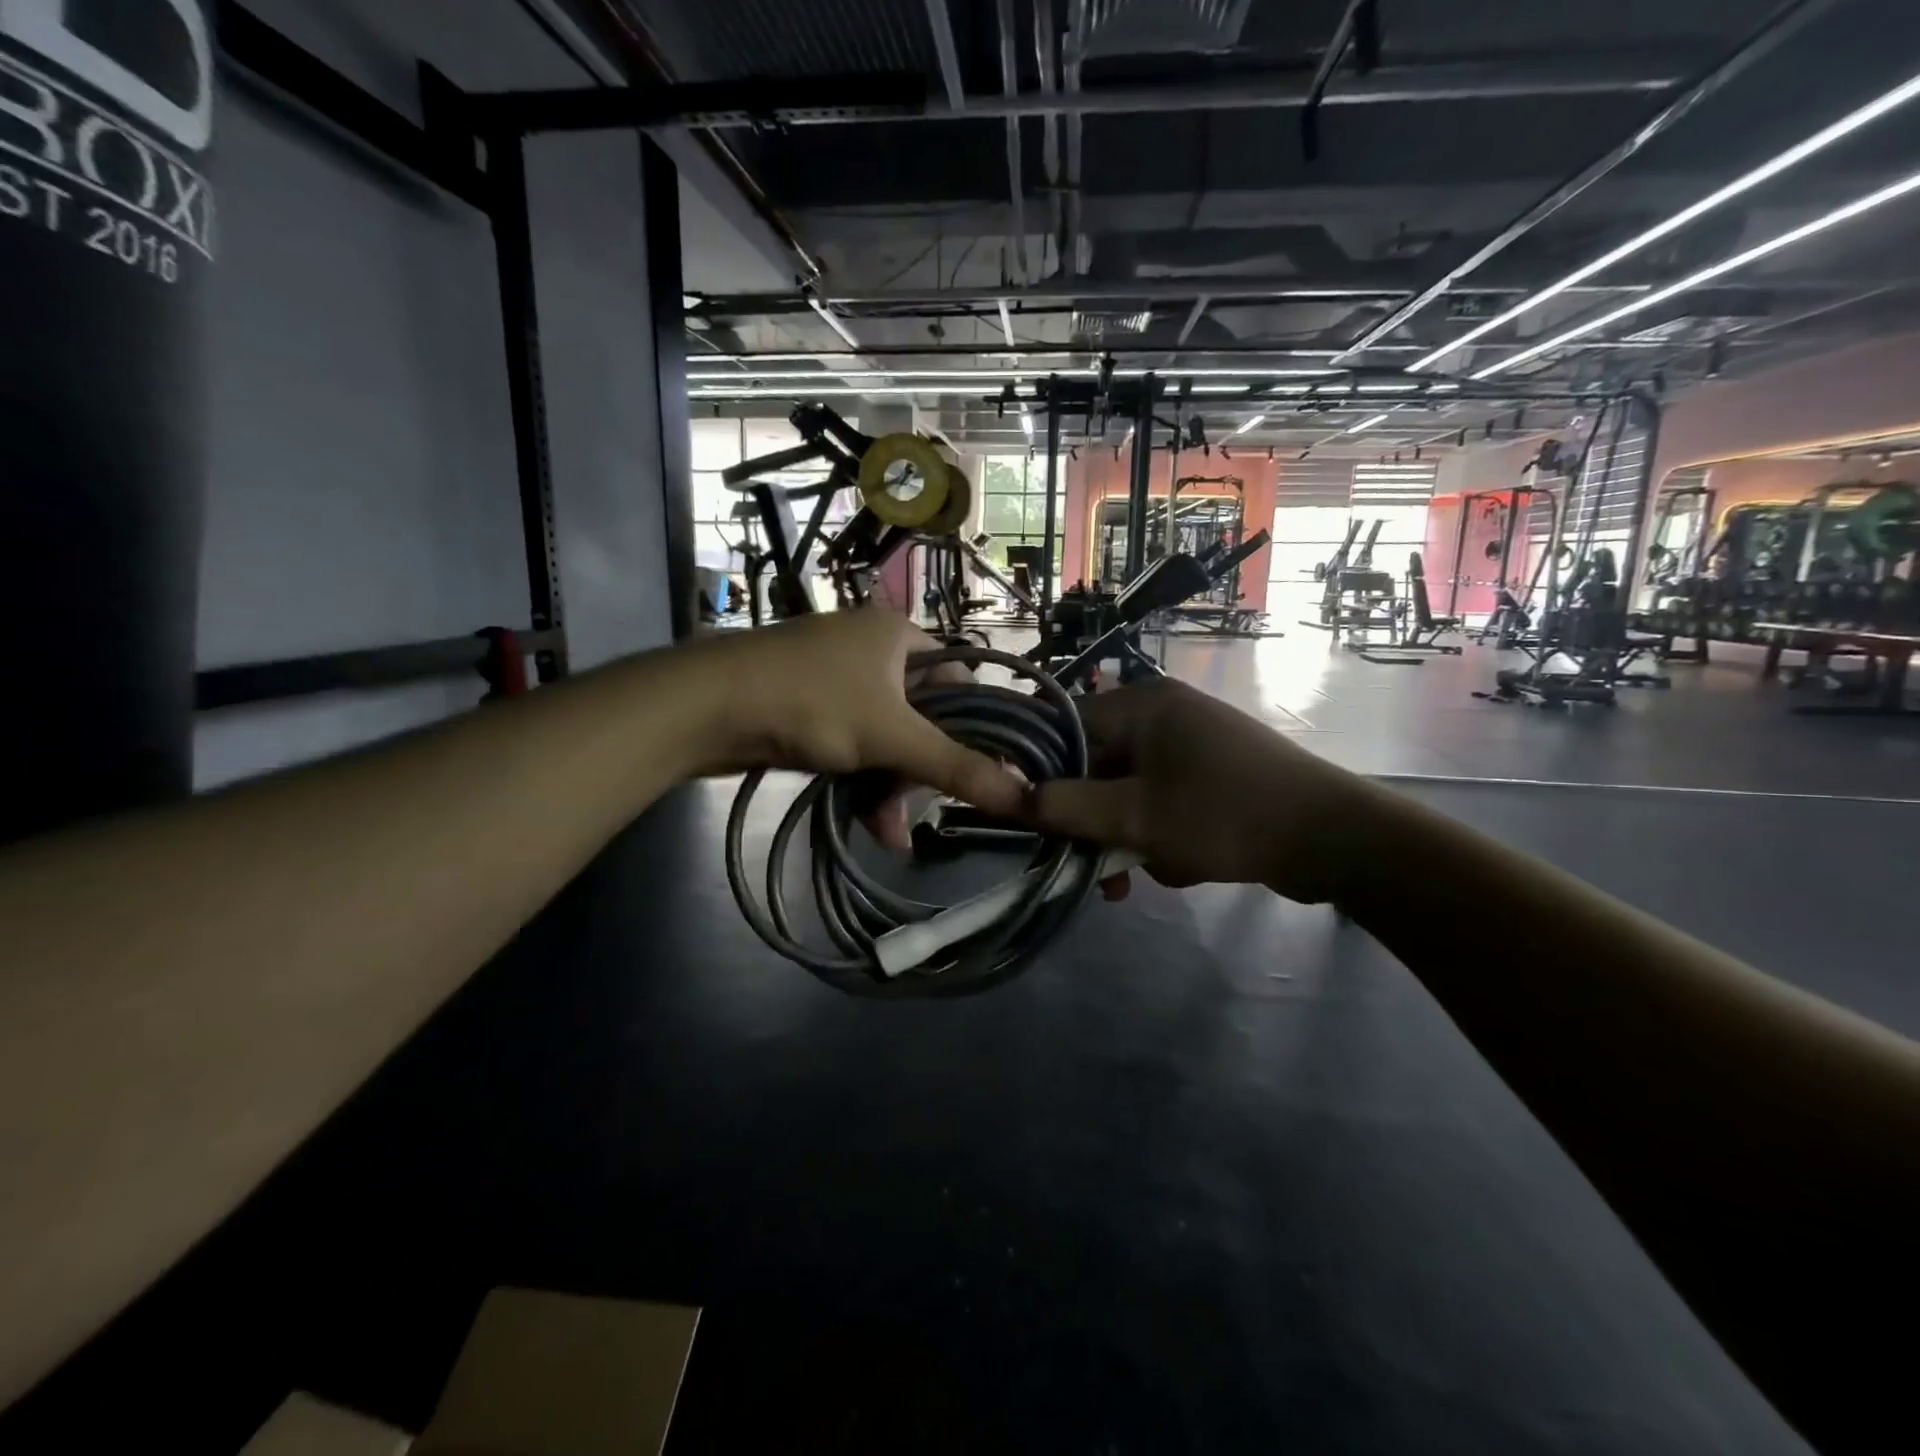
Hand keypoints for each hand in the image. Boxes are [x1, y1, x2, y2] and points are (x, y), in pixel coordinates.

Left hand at [693, 610, 1025, 824]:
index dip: (973, 728)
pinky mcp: (808, 706)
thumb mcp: (892, 737)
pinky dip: (862, 779)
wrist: (706, 707)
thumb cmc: (811, 703)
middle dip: (921, 773)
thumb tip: (1026, 794)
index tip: (976, 774)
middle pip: (921, 717)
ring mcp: (836, 678)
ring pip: (886, 738)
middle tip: (919, 814)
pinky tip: (867, 820)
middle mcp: (871, 649)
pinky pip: (854, 743)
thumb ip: (958, 767)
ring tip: (889, 833)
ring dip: (891, 787)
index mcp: (899, 634)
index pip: (960, 680)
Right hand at [1026, 679, 1385, 902]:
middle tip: (1085, 863)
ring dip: (1125, 835)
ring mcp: (1192, 745)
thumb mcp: (1135, 817)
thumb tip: (1010, 798)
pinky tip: (1175, 866)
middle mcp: (1164, 715)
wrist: (1334, 840)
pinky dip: (1158, 833)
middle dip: (1090, 818)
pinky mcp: (1213, 775)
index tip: (1025, 811)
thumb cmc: (1224, 815)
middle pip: (1097, 764)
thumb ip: (1066, 807)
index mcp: (1143, 705)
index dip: (1038, 766)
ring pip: (1129, 790)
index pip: (1065, 723)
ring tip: (1132, 879)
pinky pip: (1163, 801)